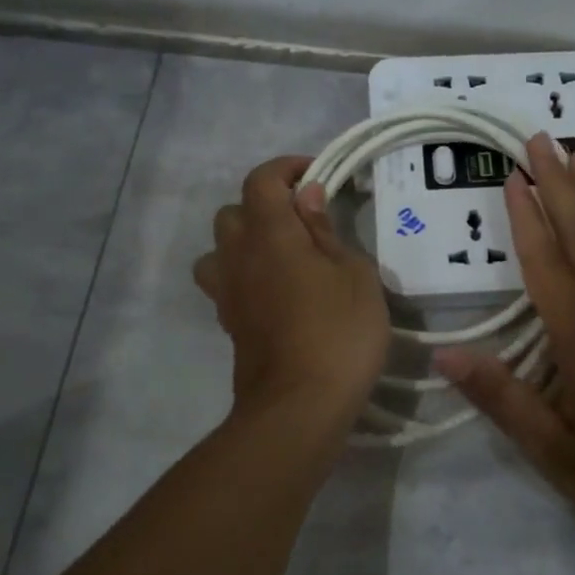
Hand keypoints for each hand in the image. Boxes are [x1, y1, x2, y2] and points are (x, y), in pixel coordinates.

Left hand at [193, 155, 389, 425]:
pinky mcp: (229, 323)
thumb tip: (306, 197)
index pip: (262, 180)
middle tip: (304, 221)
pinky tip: (278, 293)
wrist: (300, 406)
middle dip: (265, 206)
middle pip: (232, 212)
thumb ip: (326, 230)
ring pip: (220, 249)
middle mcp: (238, 256)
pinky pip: (227, 283)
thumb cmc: (339, 332)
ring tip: (283, 257)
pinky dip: (246, 276)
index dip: (287, 168)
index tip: (317, 176)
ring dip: (246, 242)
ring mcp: (228, 292)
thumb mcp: (354, 274)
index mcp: (270, 233)